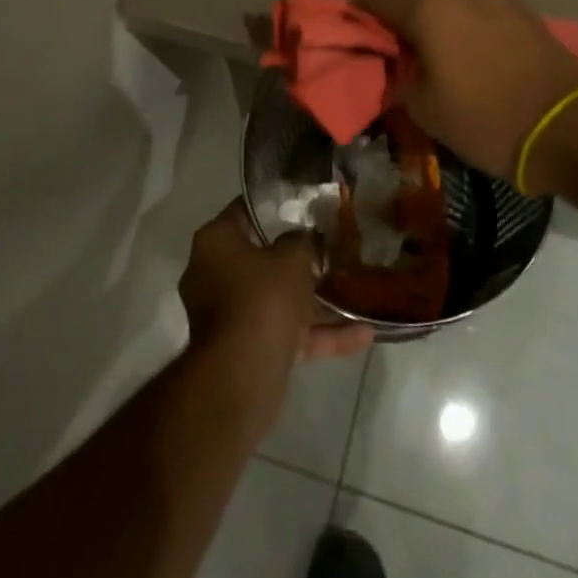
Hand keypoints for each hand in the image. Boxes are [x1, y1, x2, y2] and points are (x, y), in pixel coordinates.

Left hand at [178, 201, 373, 418]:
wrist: (242, 376)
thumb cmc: (262, 299)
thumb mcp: (292, 258)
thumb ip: (301, 241)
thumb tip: (303, 237)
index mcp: (215, 242)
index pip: (244, 211)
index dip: (274, 203)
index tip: (304, 202)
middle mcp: (214, 274)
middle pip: (260, 257)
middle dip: (297, 256)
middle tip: (330, 244)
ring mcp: (229, 314)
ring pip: (276, 298)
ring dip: (313, 299)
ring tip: (353, 289)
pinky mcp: (247, 348)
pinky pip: (285, 332)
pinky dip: (318, 334)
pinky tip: (363, 334)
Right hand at [361, 0, 577, 184]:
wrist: (567, 127)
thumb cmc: (486, 120)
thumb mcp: (424, 108)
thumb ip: (401, 73)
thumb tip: (401, 59)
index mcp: (426, 6)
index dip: (363, 13)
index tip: (367, 40)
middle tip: (397, 37)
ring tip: (434, 37)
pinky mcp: (518, 3)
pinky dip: (459, 6)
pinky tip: (467, 39)